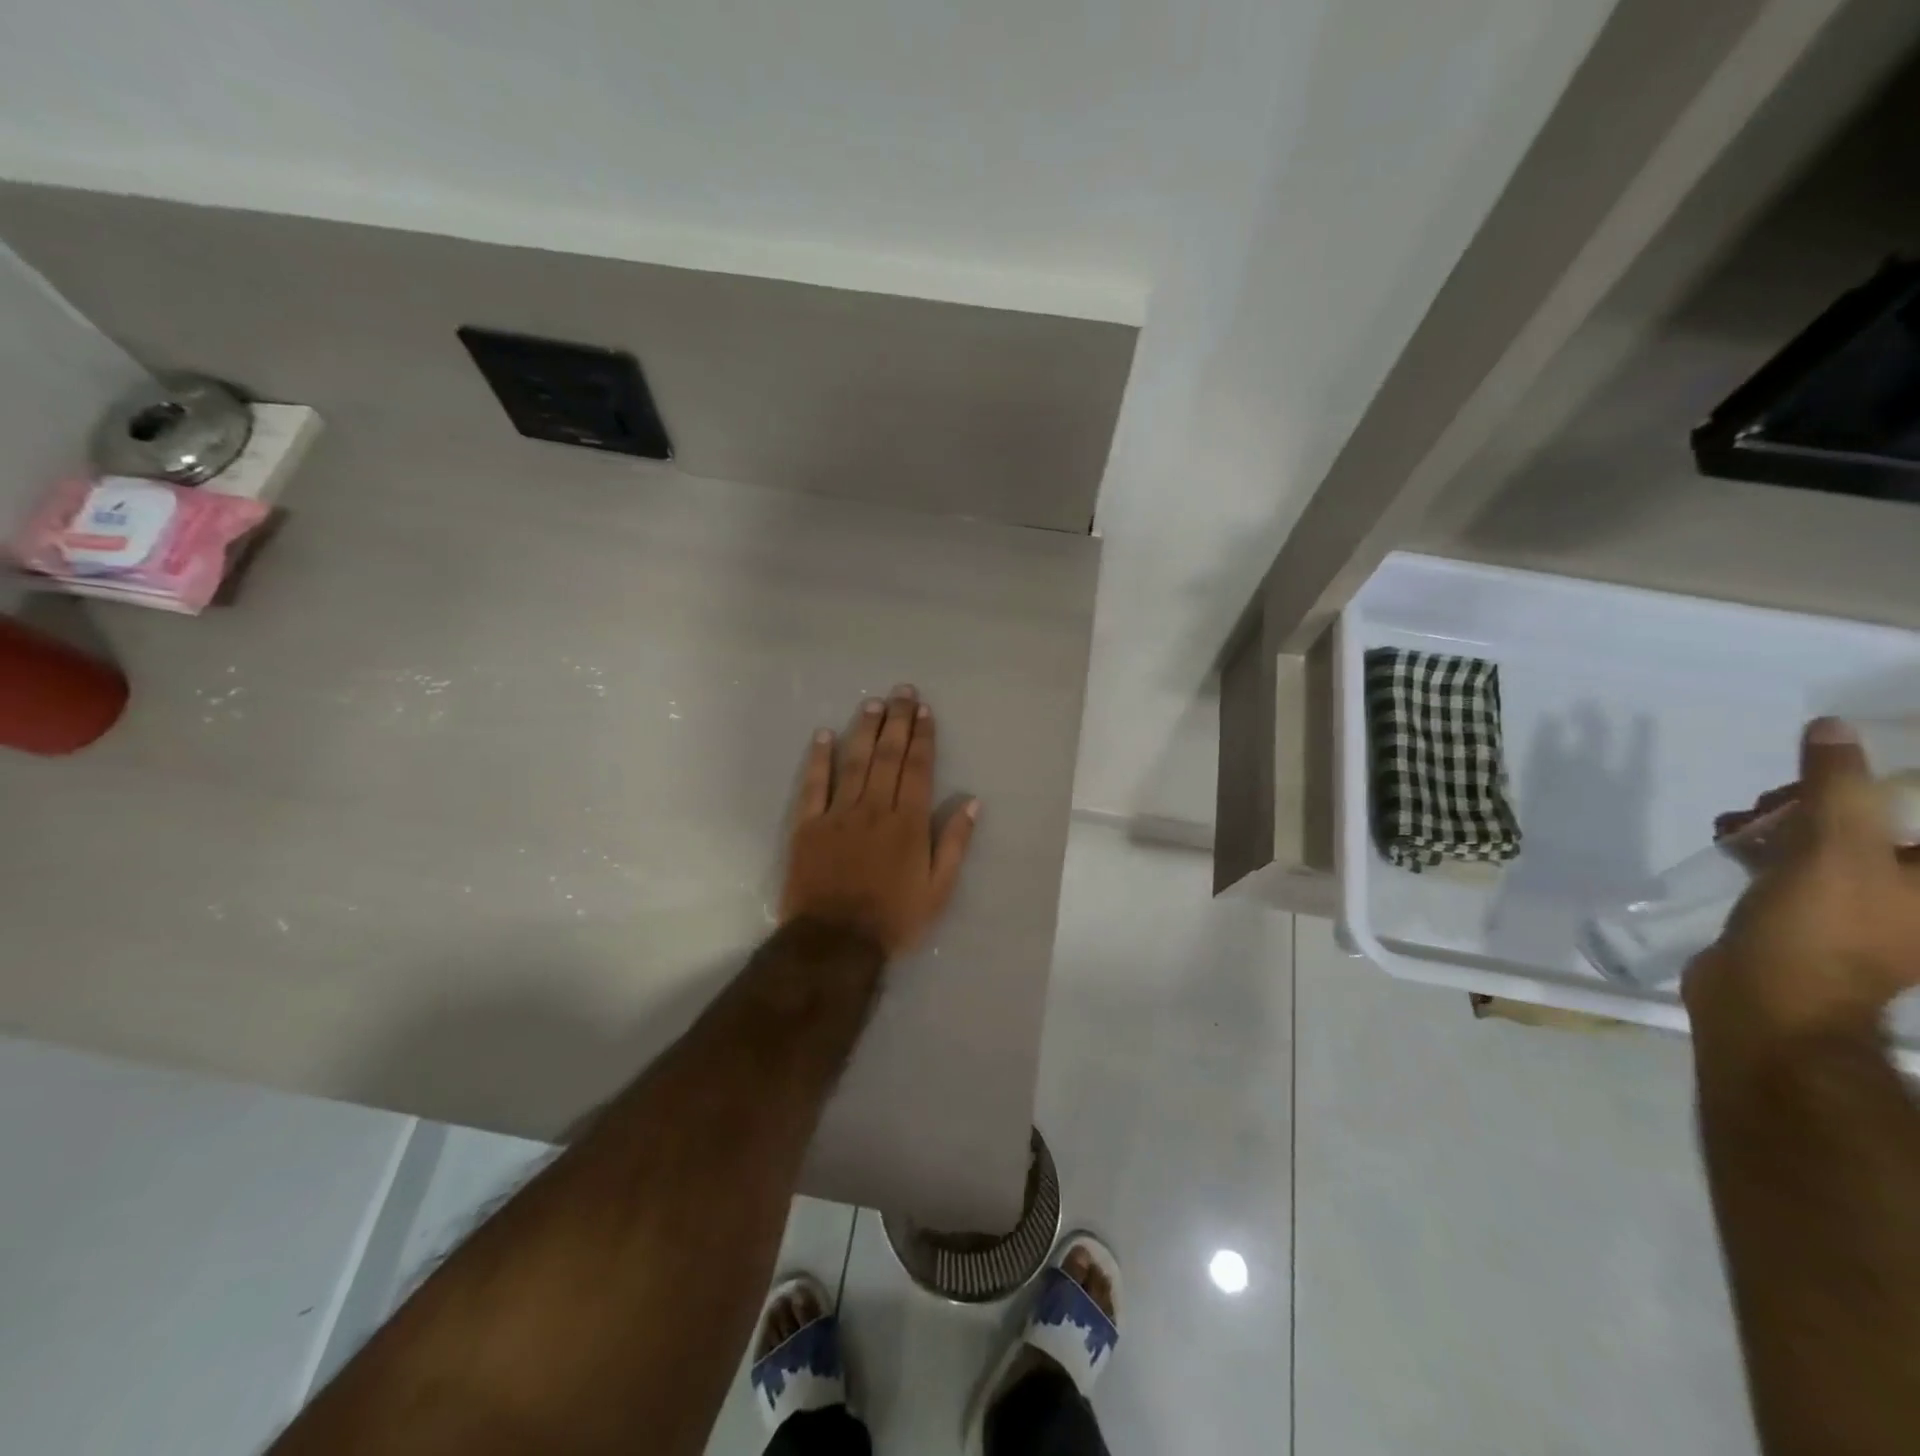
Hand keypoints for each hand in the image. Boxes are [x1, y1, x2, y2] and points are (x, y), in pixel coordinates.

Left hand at [780, 685, 978, 957]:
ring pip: (854, 762)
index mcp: (909, 822)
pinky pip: (814, 785)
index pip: (919, 768)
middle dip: (897, 721)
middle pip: (888, 755)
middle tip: (901, 691)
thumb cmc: (894, 918)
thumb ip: (955, 843)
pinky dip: (819, 759)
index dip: (923, 737)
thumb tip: (972, 802)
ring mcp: (839, 814)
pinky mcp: (808, 826)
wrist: (836, 941)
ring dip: (864, 730)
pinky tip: (823, 735)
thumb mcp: (939, 889)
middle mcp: (875, 808)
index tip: (924, 711)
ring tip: (872, 703)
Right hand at [1685, 718, 1919, 1051]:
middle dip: (1823, 799)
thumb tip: (1832, 727)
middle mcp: (1917, 893)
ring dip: (1786, 820)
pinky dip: (1767, 846)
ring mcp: (1869, 908)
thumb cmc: (1820, 930)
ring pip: (1834, 840)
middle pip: (1882, 821)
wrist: (1768, 1003)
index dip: (1883, 782)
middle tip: (1777, 798)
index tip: (1835, 768)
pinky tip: (1730, 841)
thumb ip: (1838, 785)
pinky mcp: (1816, 916)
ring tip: (1739, 820)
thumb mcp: (1833, 849)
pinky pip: (1801, 864)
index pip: (1918, 811)